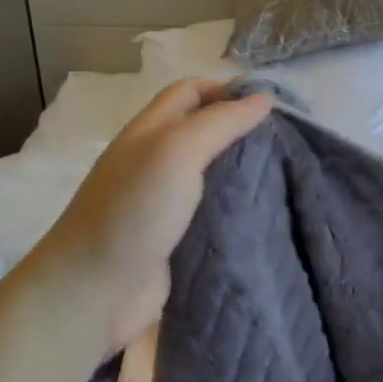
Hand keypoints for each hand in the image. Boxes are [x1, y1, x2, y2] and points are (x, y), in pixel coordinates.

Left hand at [22, 79, 272, 342]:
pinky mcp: (176, 238)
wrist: (94, 292)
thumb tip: (264, 98)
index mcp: (150, 131)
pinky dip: (239, 206)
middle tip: (288, 139)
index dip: (228, 89)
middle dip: (242, 128)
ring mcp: (164, 202)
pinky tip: (268, 211)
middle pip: (203, 130)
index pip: (191, 92)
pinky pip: (213, 211)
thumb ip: (220, 122)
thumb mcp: (176, 151)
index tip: (274, 103)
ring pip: (211, 172)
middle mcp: (155, 160)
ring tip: (287, 171)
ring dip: (244, 169)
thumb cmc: (134, 211)